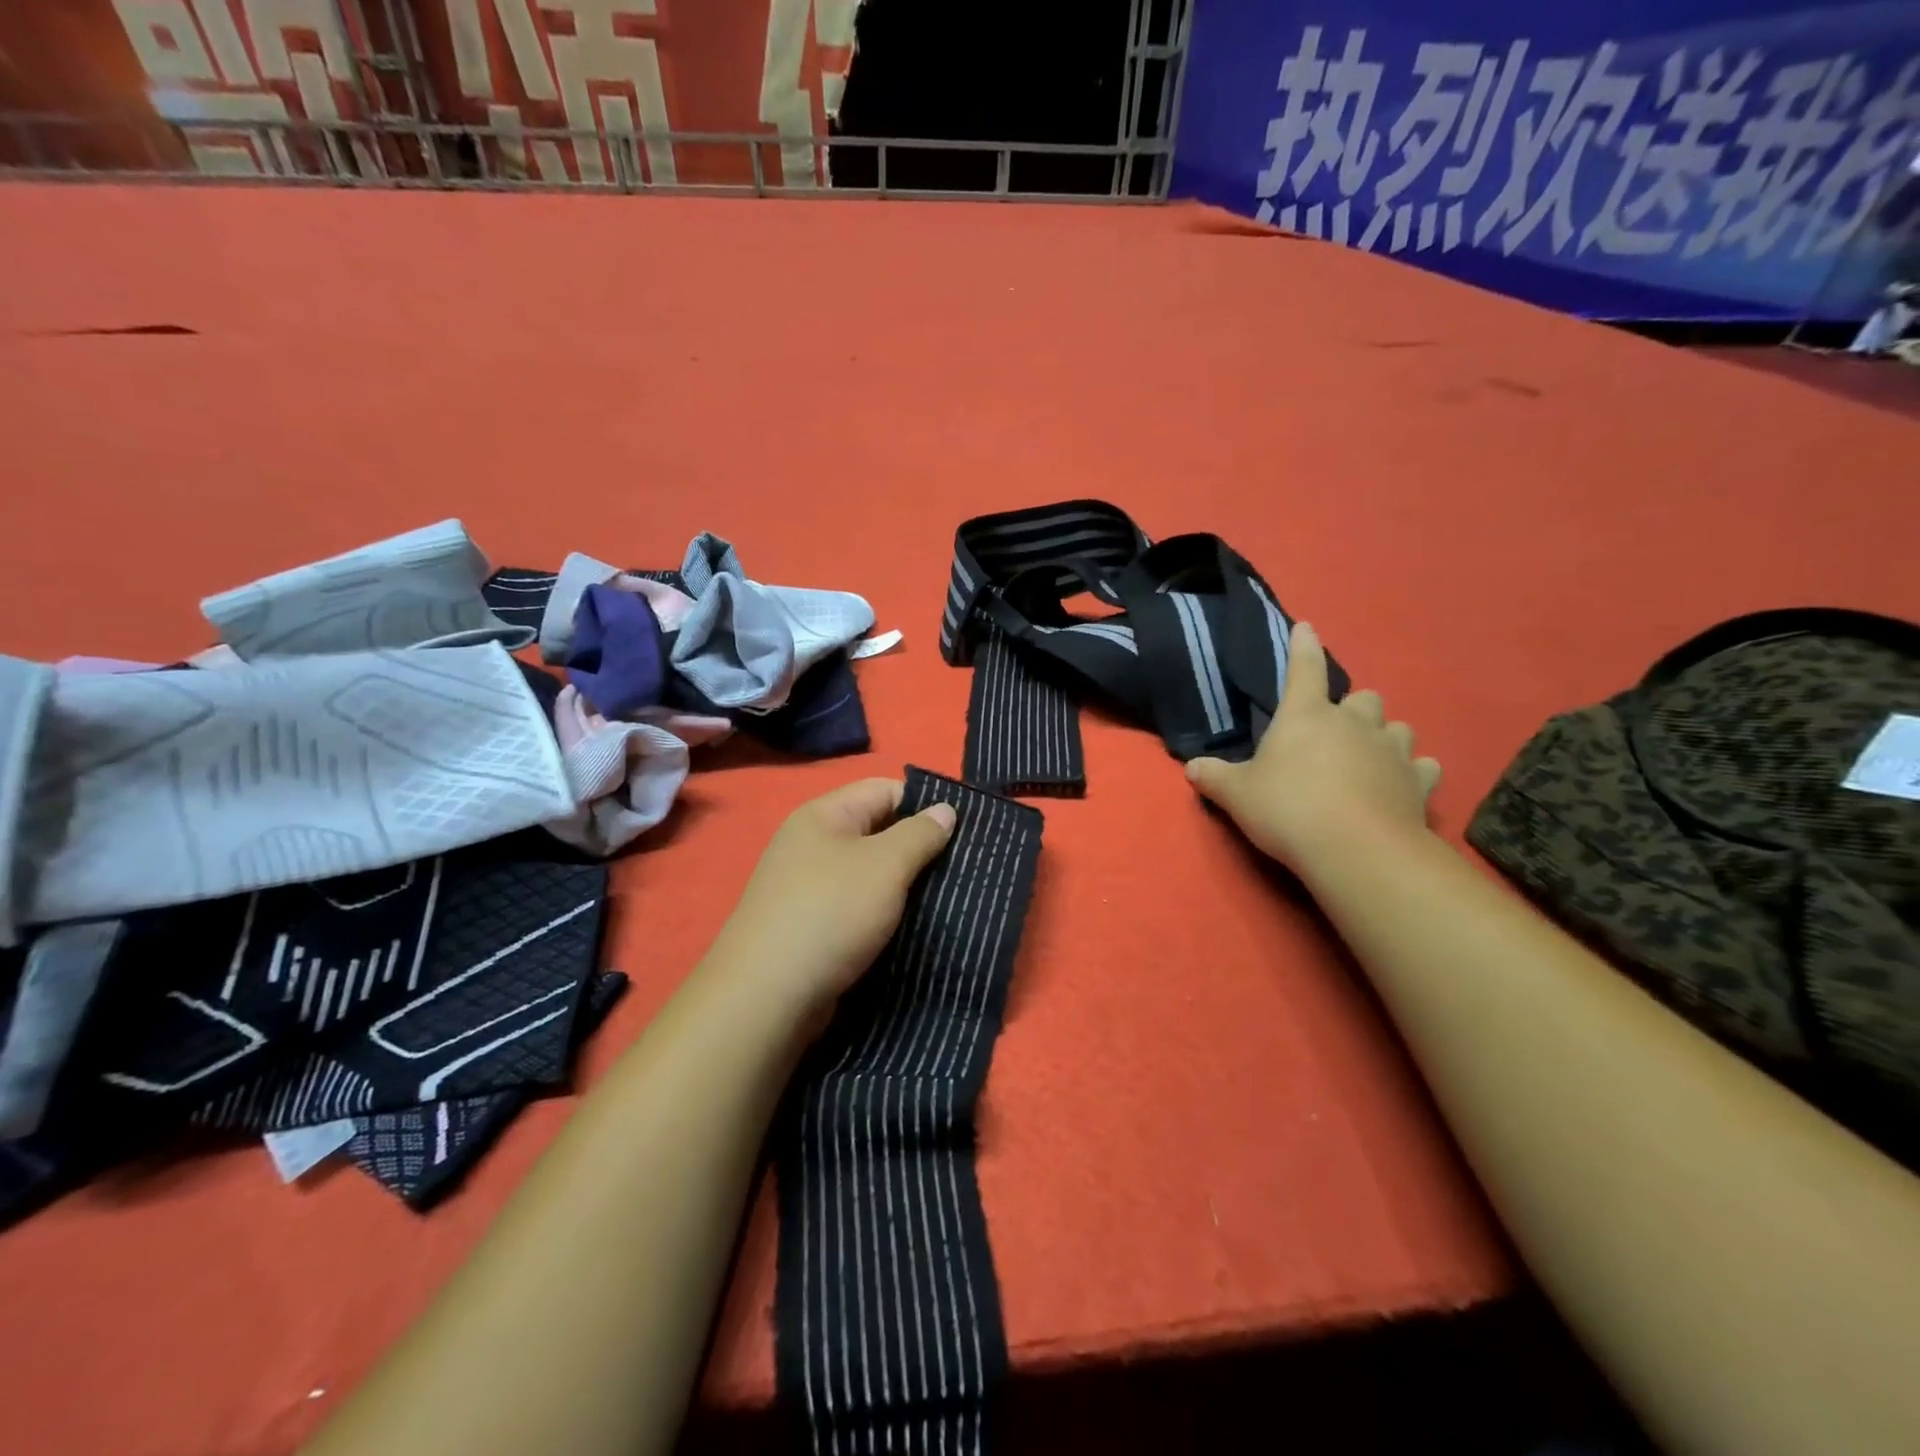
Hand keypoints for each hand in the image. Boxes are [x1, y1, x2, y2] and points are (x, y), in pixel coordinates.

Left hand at [705, 778, 956, 1021]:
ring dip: (904, 886)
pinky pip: (857, 907)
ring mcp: (807, 887)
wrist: (767, 996)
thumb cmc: (831, 913)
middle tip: (963, 869)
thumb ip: (920, 834)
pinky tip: (912, 928)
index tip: (964, 831)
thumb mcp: (885, 865)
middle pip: (877, 831)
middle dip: (918, 848)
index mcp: (824, 815)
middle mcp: (812, 844)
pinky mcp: (810, 926)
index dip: (925, 804)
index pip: (885, 790)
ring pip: (870, 874)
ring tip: (946, 900)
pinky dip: (883, 914)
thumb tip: (945, 809)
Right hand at [1186, 622, 1439, 872]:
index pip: (1304, 669)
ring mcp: (1392, 752)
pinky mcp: (1418, 783)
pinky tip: (1403, 783)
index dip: (1302, 647)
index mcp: (1306, 716)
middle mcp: (1354, 724)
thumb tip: (1191, 767)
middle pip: (1363, 698)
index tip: (1305, 628)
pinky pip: (1423, 767)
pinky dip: (1414, 772)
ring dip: (1385, 736)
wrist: (1356, 849)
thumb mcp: (1237, 795)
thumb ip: (1214, 777)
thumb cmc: (1288, 809)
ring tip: (1370, 755)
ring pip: (1398, 728)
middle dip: (1351, 709)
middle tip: (1335, 731)